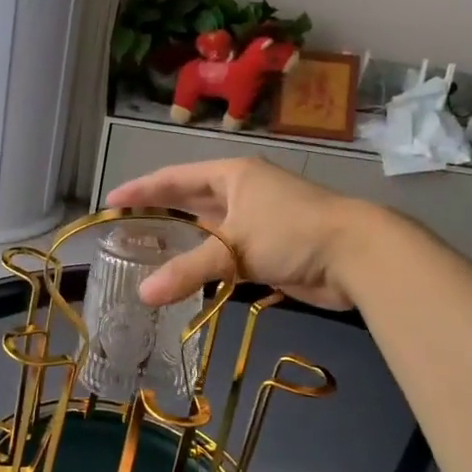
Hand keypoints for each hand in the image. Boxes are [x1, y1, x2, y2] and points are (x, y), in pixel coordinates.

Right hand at [106, 157, 368, 309]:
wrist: (358, 255)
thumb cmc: (292, 233)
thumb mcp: (234, 248)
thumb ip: (187, 271)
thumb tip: (142, 295)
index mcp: (233, 175)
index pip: (175, 178)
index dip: (142, 189)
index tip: (112, 201)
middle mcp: (243, 192)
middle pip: (191, 200)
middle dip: (160, 212)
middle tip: (126, 227)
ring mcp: (258, 220)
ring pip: (210, 228)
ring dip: (183, 240)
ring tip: (149, 251)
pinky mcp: (270, 248)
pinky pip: (228, 252)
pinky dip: (206, 262)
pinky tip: (188, 274)